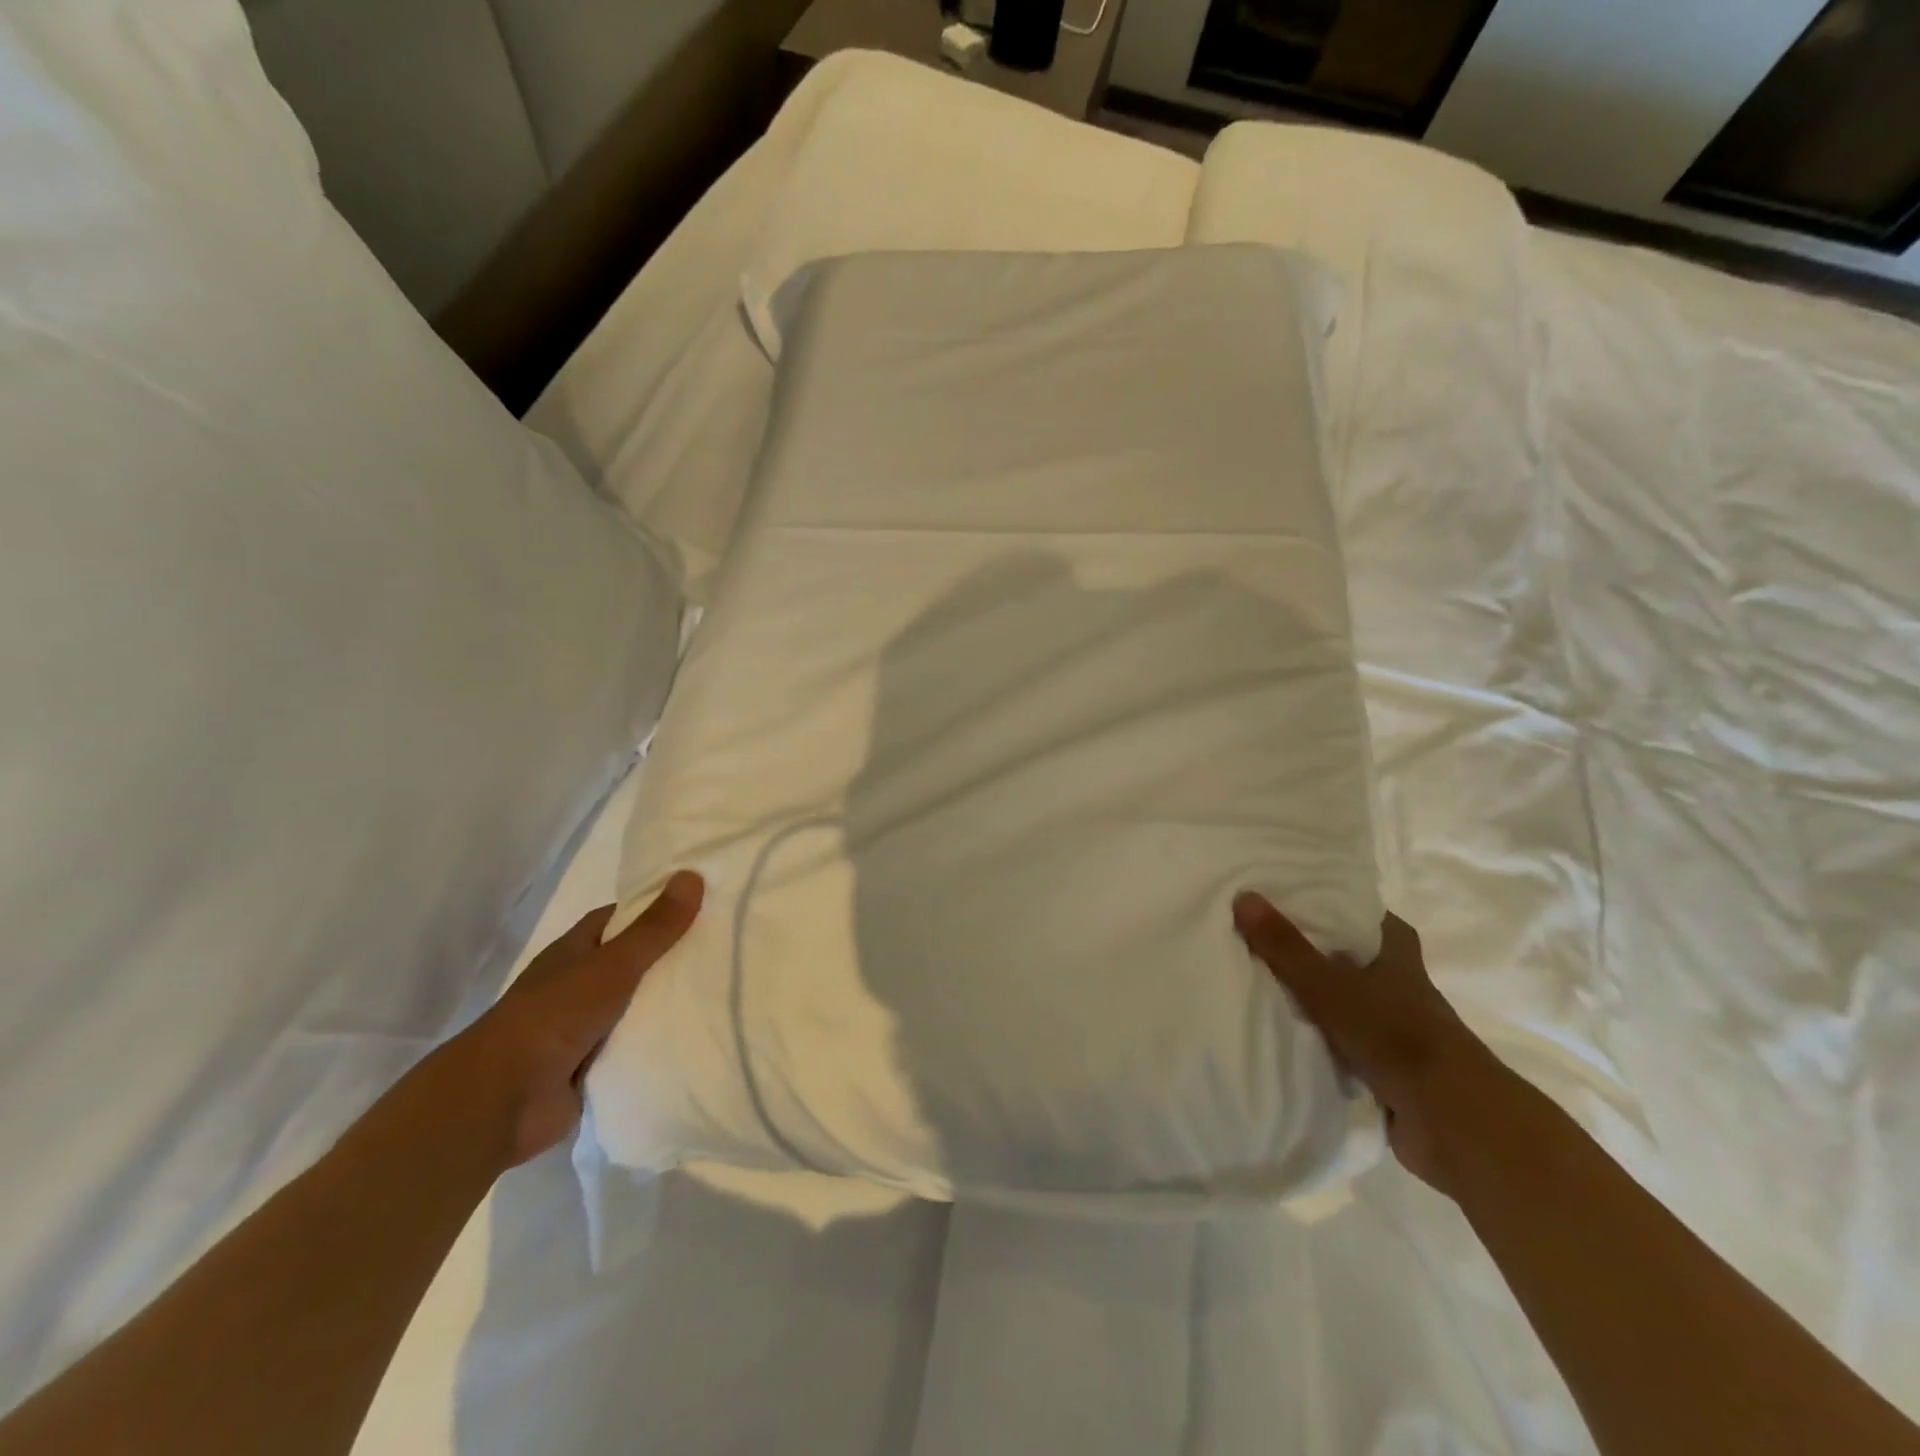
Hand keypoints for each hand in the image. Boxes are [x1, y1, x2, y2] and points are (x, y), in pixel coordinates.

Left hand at [457, 871, 703, 1167]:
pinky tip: (703, 1034)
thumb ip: (654, 928)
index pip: (621, 918)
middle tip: (726, 948)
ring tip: (727, 989)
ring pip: (639, 1006)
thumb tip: (692, 875)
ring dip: (670, 1002)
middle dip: (673, 957)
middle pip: (635, 962)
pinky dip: (661, 1041)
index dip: (656, 909)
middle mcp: (580, 984)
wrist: (503, 1101)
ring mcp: (586, 1027)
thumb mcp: (613, 964)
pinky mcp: (595, 1066)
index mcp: (575, 951)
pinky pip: (638, 1045)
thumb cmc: (555, 1015)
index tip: (702, 905)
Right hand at [1233, 893, 1507, 1195]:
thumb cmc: (1395, 1035)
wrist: (1452, 1121)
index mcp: (1399, 956)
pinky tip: (1285, 1034)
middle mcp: (1402, 986)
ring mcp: (1397, 1029)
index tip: (1298, 903)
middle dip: (1318, 953)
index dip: (1339, 908)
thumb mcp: (1329, 985)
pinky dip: (1321, 1038)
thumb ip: (1286, 946)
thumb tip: (1244, 895)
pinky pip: (1345, 1042)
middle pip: (1356, 958)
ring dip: (1318, 999)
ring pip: (1349, 1002)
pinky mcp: (1389, 1068)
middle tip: (1268, 941)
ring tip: (1263, 984)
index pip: (1371, 918)